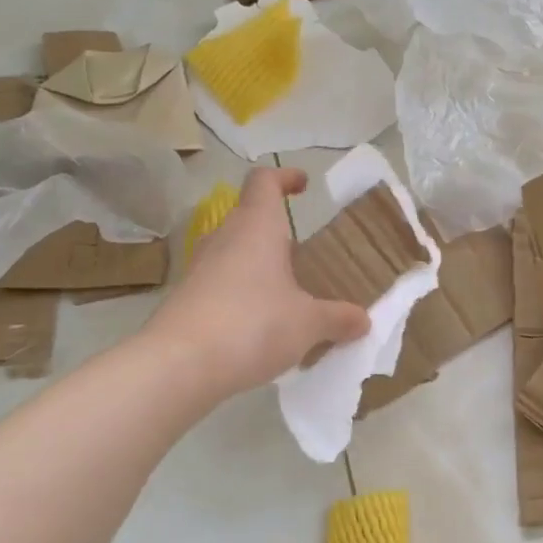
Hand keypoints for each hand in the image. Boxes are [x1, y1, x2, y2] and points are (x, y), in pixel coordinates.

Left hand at [150, 167, 369, 399]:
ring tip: (289, 292)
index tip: (303, 185)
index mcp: (256, 227)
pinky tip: (262, 324)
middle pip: (249, 218)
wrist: (180, 365)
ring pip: (234, 253)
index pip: (264, 182)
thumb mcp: (308, 324)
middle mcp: (225, 238)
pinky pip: (222, 284)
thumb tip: (362, 320)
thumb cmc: (253, 325)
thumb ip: (338, 318)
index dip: (284, 178)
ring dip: (260, 264)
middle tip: (306, 253)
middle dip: (277, 231)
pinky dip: (243, 293)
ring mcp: (201, 269)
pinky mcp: (187, 299)